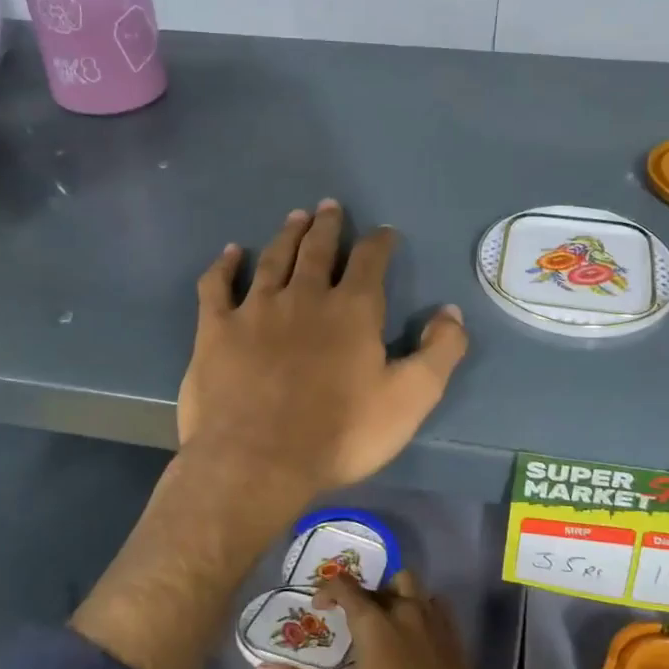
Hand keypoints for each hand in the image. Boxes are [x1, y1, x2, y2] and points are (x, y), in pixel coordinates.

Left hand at [178, 200, 468, 502]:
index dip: (379, 242)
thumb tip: (451, 312)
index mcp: (351, 310)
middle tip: (330, 206)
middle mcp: (304, 296)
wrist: (257, 462)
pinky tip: (231, 253)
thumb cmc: (340, 434)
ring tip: (296, 217)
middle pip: (318, 249)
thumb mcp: (410, 399)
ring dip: (287, 235)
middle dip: (328, 226)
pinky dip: (225, 265)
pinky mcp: (216, 329)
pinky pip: (217, 285)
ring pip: (273, 259)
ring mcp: (255, 309)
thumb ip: (439, 352)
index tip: (384, 232)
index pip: (370, 261)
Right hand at [256, 573, 557, 668]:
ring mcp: (431, 616)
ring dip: (394, 594)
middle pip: (380, 582)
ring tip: (385, 620)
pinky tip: (414, 633)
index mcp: (373, 620)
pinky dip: (420, 608)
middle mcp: (402, 608)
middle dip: (364, 594)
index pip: (344, 586)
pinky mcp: (452, 630)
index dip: (327, 590)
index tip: (319, 608)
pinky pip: (433, 604)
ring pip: (410, 586)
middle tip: (354, 619)